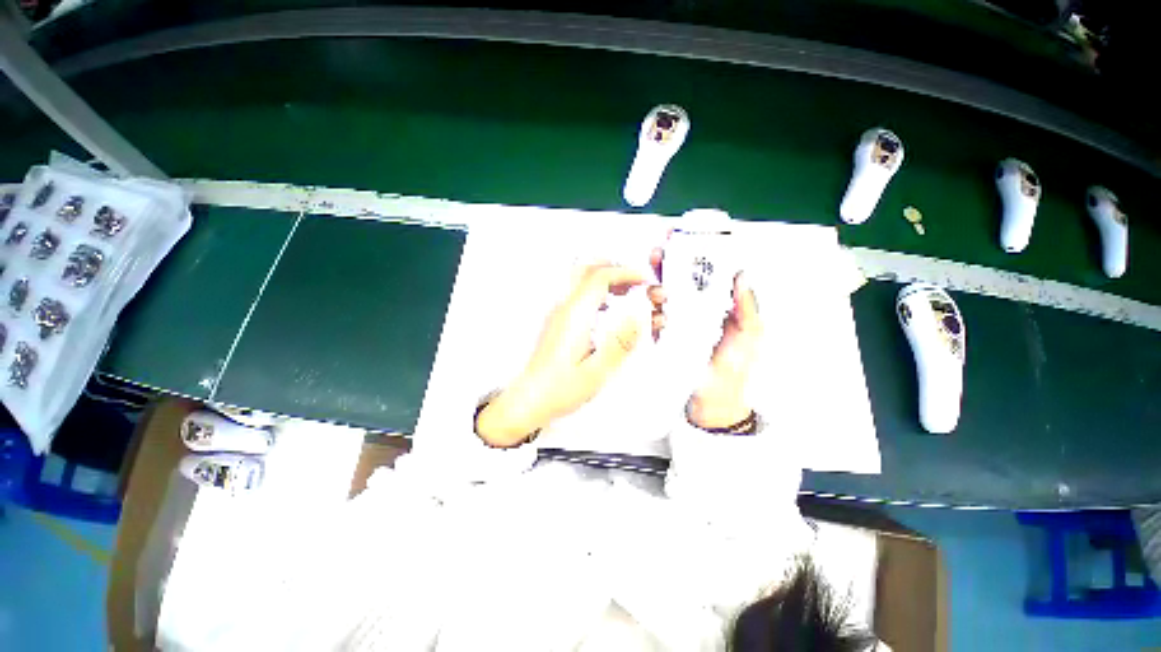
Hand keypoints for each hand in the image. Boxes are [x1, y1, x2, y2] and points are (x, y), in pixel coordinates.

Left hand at [476, 264, 645, 446]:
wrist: (529, 399)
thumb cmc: (558, 390)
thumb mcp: (596, 372)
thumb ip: (619, 343)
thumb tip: (638, 317)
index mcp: (574, 317)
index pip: (600, 277)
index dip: (625, 273)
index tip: (644, 281)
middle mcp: (564, 309)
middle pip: (587, 270)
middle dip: (615, 270)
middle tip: (635, 283)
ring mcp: (559, 314)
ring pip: (582, 280)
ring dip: (607, 280)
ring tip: (628, 294)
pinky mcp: (558, 322)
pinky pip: (579, 296)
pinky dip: (598, 293)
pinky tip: (609, 310)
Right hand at [647, 247, 761, 429]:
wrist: (715, 399)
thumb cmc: (736, 366)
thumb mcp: (750, 334)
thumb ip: (747, 307)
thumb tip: (742, 275)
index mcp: (717, 301)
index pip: (704, 270)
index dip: (694, 251)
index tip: (684, 236)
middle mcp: (694, 306)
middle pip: (676, 276)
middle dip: (665, 262)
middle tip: (658, 253)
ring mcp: (676, 320)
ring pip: (660, 294)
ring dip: (656, 288)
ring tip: (659, 293)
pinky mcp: (663, 336)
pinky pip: (652, 320)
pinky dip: (653, 317)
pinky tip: (660, 321)